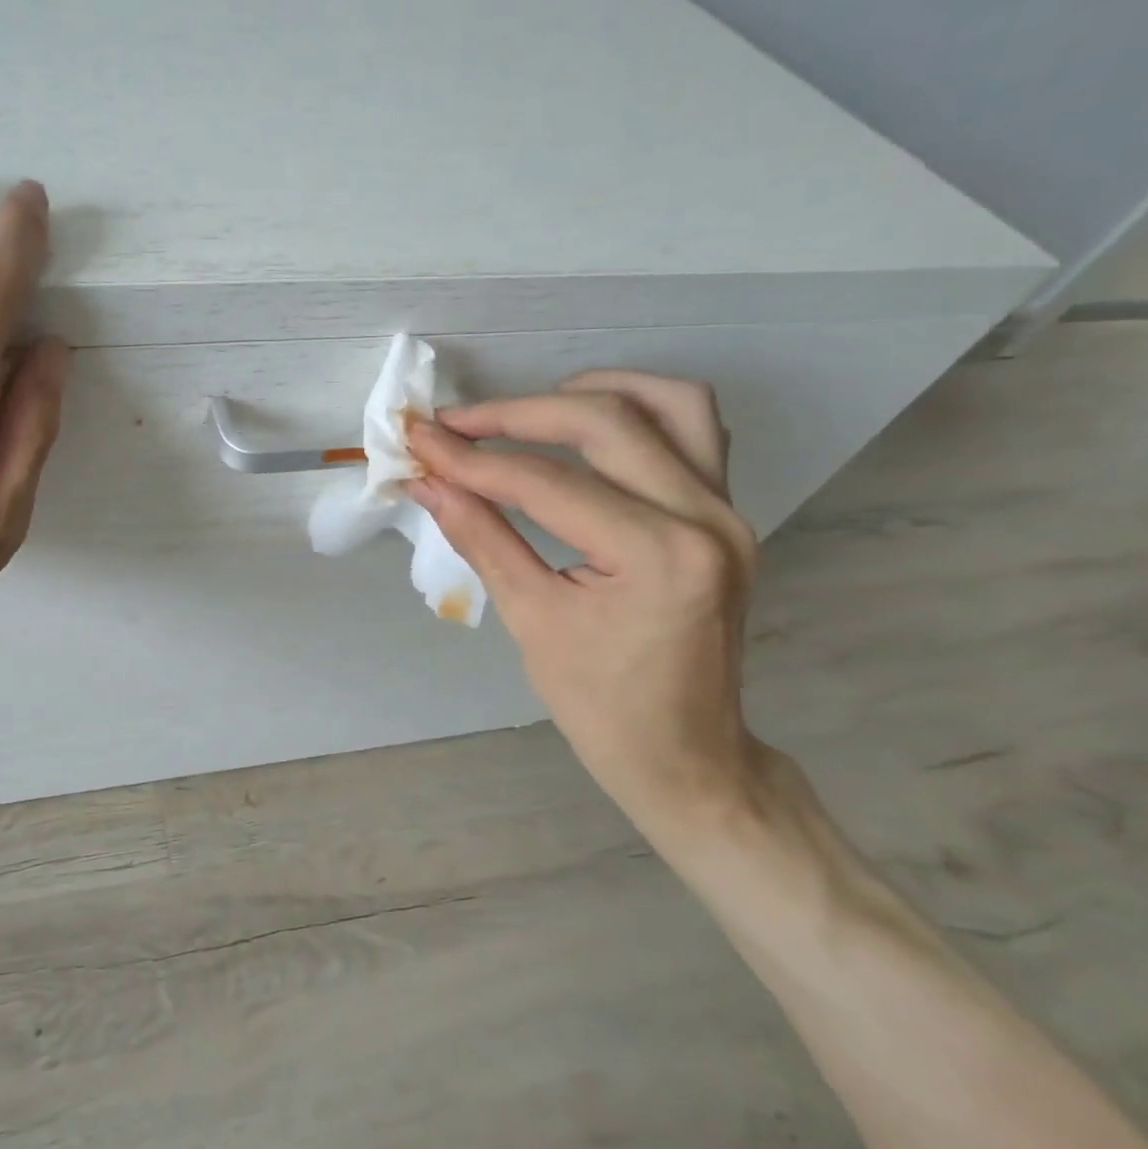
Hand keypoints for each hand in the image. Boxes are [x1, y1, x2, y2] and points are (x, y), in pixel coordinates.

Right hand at [404, 372, 765, 828]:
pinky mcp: (725, 512)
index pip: (546, 482)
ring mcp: (727, 509)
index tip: (419, 441)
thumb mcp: (529, 619)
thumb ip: (479, 535)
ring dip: (589, 393)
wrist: (688, 755)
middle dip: (517, 414)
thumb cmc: (601, 705)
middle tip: (456, 424)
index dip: (473, 459)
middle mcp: (706, 517)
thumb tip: (426, 482)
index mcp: (657, 556)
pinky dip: (634, 412)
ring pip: (668, 403)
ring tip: (526, 411)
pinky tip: (583, 428)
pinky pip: (691, 430)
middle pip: (606, 421)